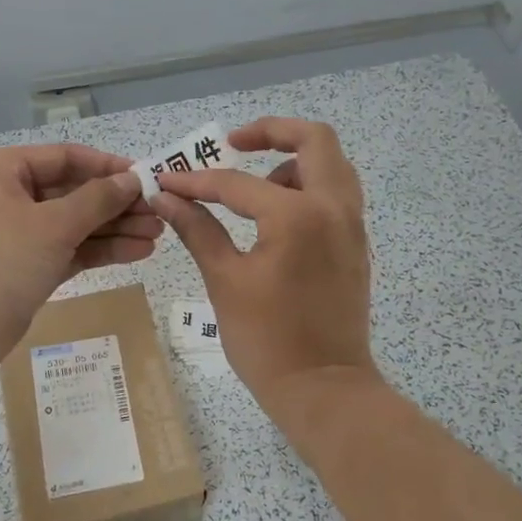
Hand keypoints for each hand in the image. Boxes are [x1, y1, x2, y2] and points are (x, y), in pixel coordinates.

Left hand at [0, 143, 162, 376]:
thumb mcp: (53, 224)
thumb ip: (96, 200)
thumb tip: (131, 180)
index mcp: (4, 171)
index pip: (66, 157)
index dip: (108, 166)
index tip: (147, 177)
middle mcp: (10, 197)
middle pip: (73, 192)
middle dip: (116, 203)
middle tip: (160, 213)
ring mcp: (19, 234)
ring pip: (75, 224)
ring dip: (115, 229)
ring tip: (157, 235)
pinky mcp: (29, 267)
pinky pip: (70, 250)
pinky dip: (101, 251)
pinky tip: (138, 253)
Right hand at [152, 118, 376, 408]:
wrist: (323, 388)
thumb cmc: (267, 340)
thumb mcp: (224, 281)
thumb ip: (197, 230)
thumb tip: (166, 199)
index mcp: (297, 216)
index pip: (237, 182)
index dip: (195, 182)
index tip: (166, 182)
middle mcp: (334, 208)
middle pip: (314, 139)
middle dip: (270, 132)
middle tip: (233, 143)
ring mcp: (352, 225)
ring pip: (332, 164)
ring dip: (294, 160)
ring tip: (255, 187)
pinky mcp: (356, 244)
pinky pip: (338, 193)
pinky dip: (310, 186)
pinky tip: (276, 215)